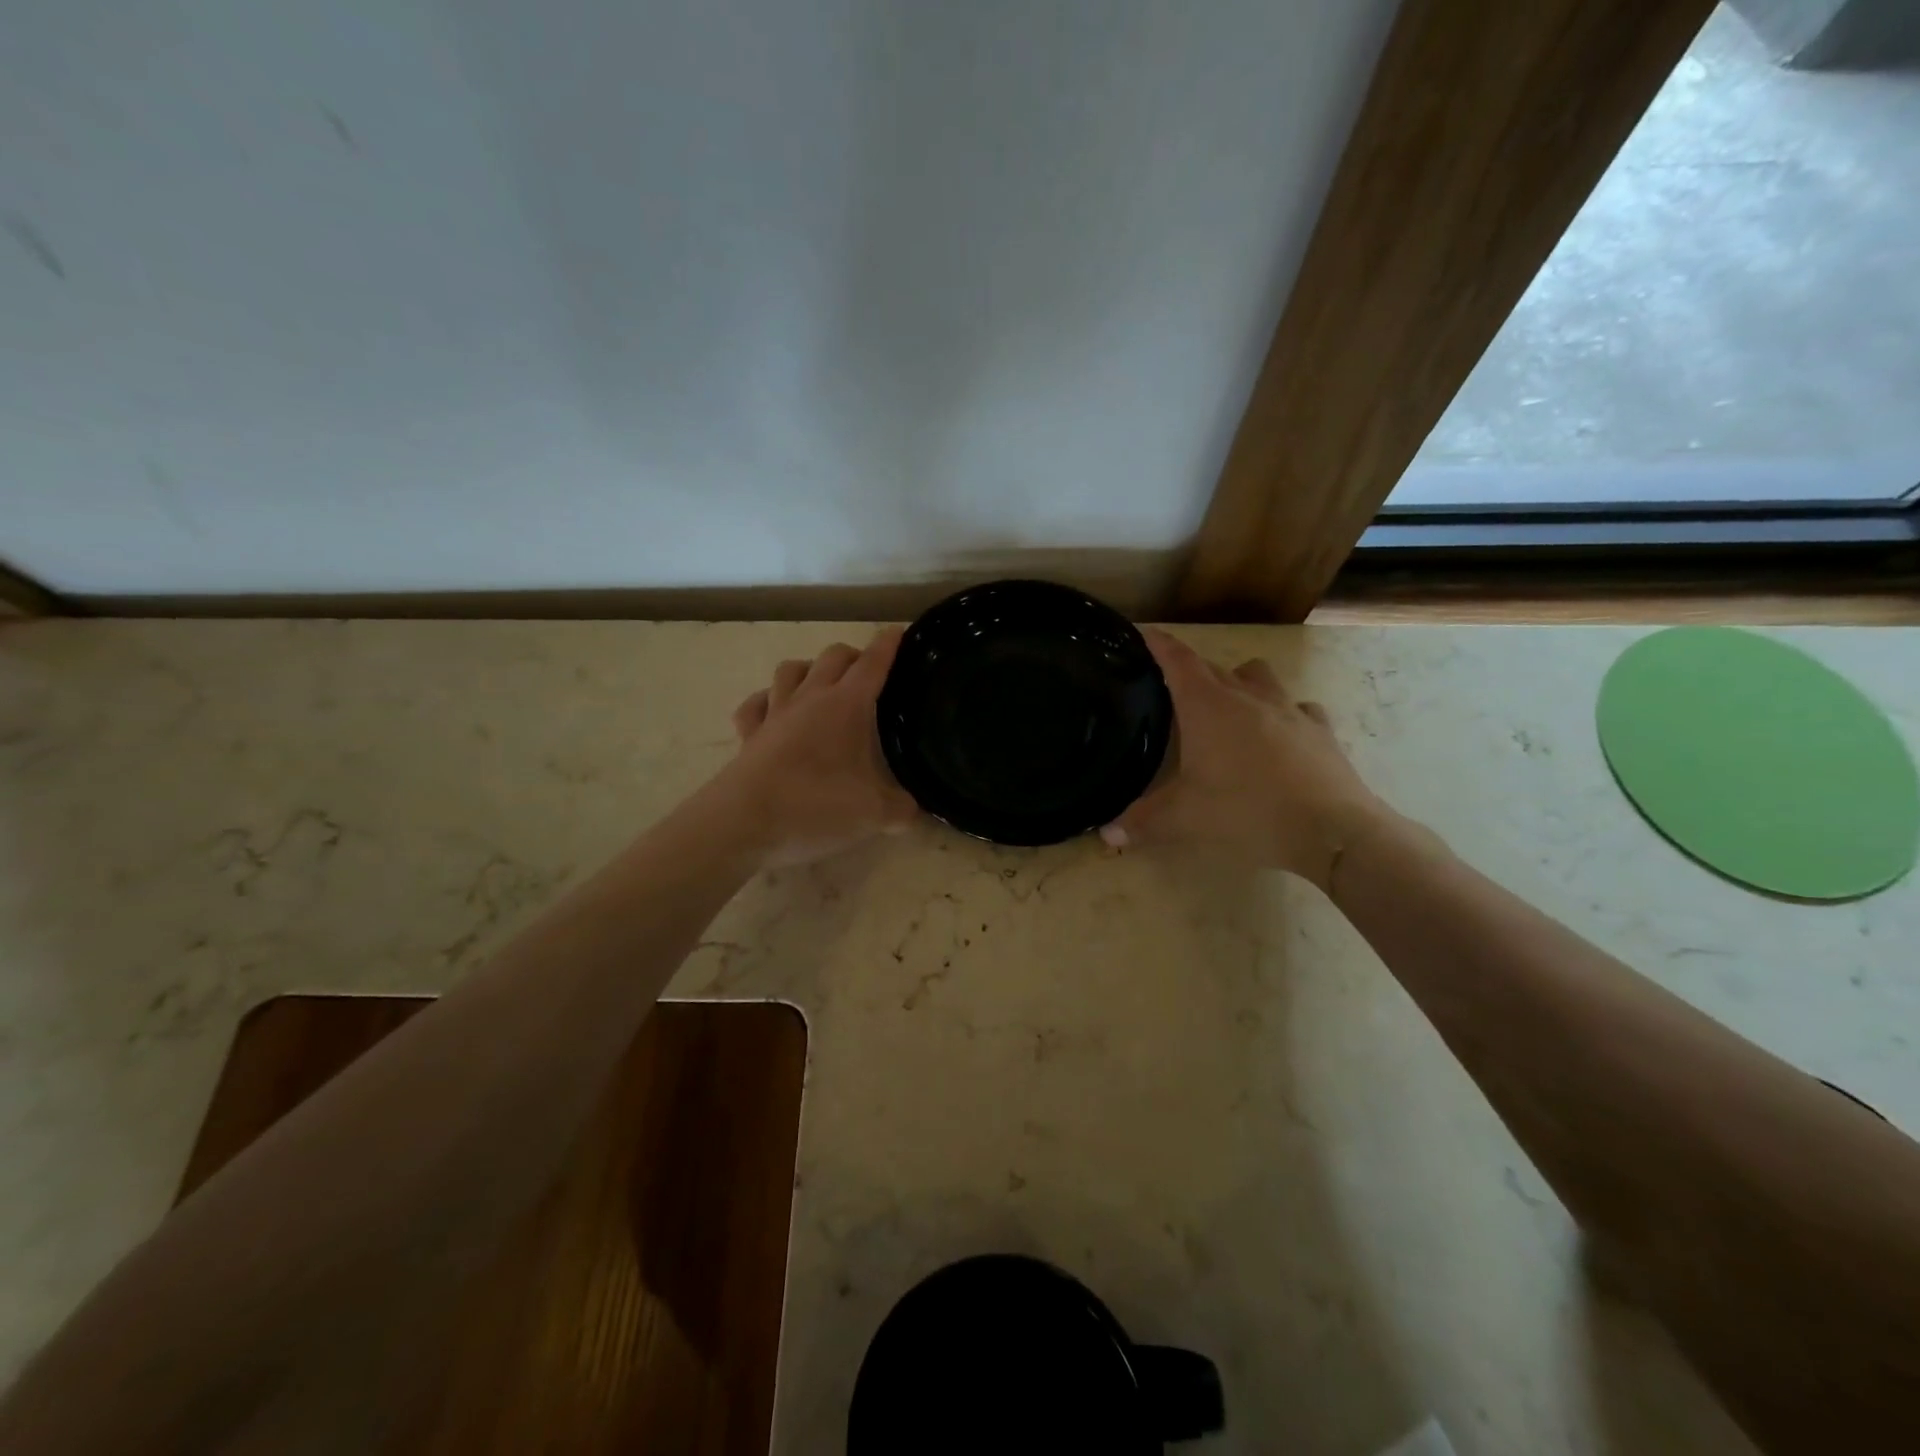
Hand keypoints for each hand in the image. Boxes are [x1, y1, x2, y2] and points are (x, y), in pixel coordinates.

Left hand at [712, 630, 918, 866]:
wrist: (742, 825)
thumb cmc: (815, 807)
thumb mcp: (873, 814)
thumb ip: (902, 810)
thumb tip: (915, 811)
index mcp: (846, 705)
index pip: (873, 663)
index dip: (888, 645)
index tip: (898, 632)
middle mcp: (810, 699)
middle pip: (832, 657)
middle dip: (853, 655)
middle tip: (868, 673)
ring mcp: (774, 714)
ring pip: (790, 670)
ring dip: (809, 669)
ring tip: (822, 686)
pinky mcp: (748, 735)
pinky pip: (756, 705)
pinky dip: (768, 701)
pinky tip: (774, 712)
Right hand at [1100, 630, 1390, 890]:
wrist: (1331, 828)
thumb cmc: (1247, 811)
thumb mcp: (1185, 819)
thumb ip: (1142, 822)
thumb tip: (1106, 834)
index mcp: (1208, 707)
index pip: (1178, 660)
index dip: (1158, 644)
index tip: (1143, 632)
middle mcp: (1246, 696)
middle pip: (1212, 667)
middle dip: (1190, 671)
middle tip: (1172, 688)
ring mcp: (1288, 709)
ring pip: (1257, 675)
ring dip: (1238, 681)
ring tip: (1228, 705)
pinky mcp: (1319, 728)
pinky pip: (1297, 707)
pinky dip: (1282, 712)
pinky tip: (1278, 734)